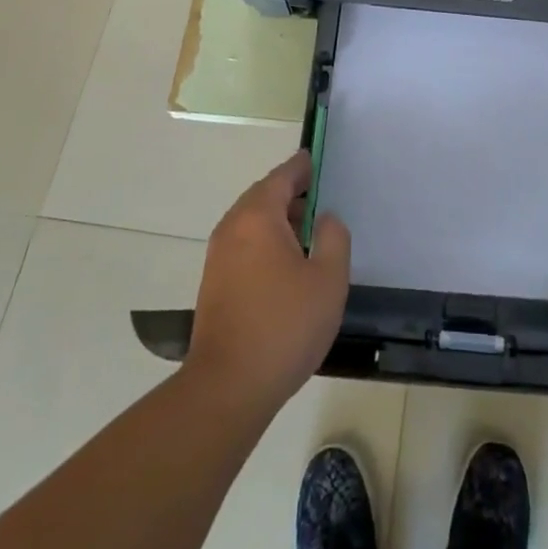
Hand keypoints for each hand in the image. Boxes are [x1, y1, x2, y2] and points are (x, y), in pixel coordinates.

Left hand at [186, 150, 350, 413]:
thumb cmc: (284, 326)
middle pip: (264, 195)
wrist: (227, 388)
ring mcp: (219, 256)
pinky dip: (266, 240)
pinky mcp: (215, 283)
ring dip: (279, 219)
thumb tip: (324, 218)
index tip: (319, 160)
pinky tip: (288, 263)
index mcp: (258, 216)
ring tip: (310, 232)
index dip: (303, 167)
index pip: (282, 176)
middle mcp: (232, 227)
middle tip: (321, 197)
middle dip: (291, 192)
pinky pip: (244, 243)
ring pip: (252, 221)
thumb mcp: (328, 279)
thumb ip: (333, 237)